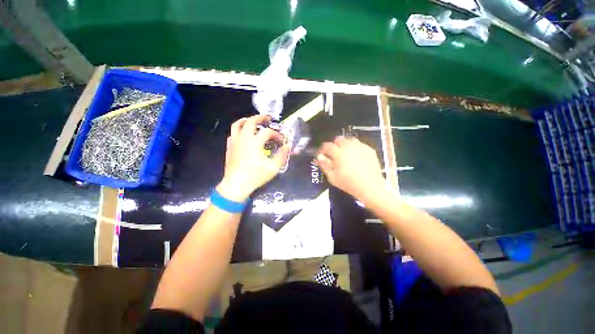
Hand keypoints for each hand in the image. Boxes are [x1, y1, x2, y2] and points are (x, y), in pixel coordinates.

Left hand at [217, 115, 289, 201]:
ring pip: (237, 124)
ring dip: (246, 120)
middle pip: (251, 121)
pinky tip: (244, 135)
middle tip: (267, 118)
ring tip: (253, 121)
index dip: (276, 135)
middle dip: (260, 118)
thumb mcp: (273, 167)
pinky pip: (233, 133)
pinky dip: (239, 130)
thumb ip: (282, 155)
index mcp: (255, 142)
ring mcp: (235, 142)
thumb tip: (288, 146)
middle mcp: (244, 138)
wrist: (236, 185)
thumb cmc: (255, 176)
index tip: (281, 141)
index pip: (268, 132)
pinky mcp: (230, 147)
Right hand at [315, 137, 385, 199]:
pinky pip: (359, 144)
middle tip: (334, 154)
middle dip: (334, 145)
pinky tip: (356, 156)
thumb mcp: (332, 177)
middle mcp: (349, 146)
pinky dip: (355, 148)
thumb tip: (318, 157)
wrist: (370, 187)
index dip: (322, 149)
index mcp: (339, 153)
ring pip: (349, 140)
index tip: (322, 154)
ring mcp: (360, 147)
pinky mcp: (369, 149)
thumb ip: (324, 165)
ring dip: (344, 145)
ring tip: (345, 154)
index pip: (327, 145)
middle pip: (338, 139)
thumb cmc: (349, 184)